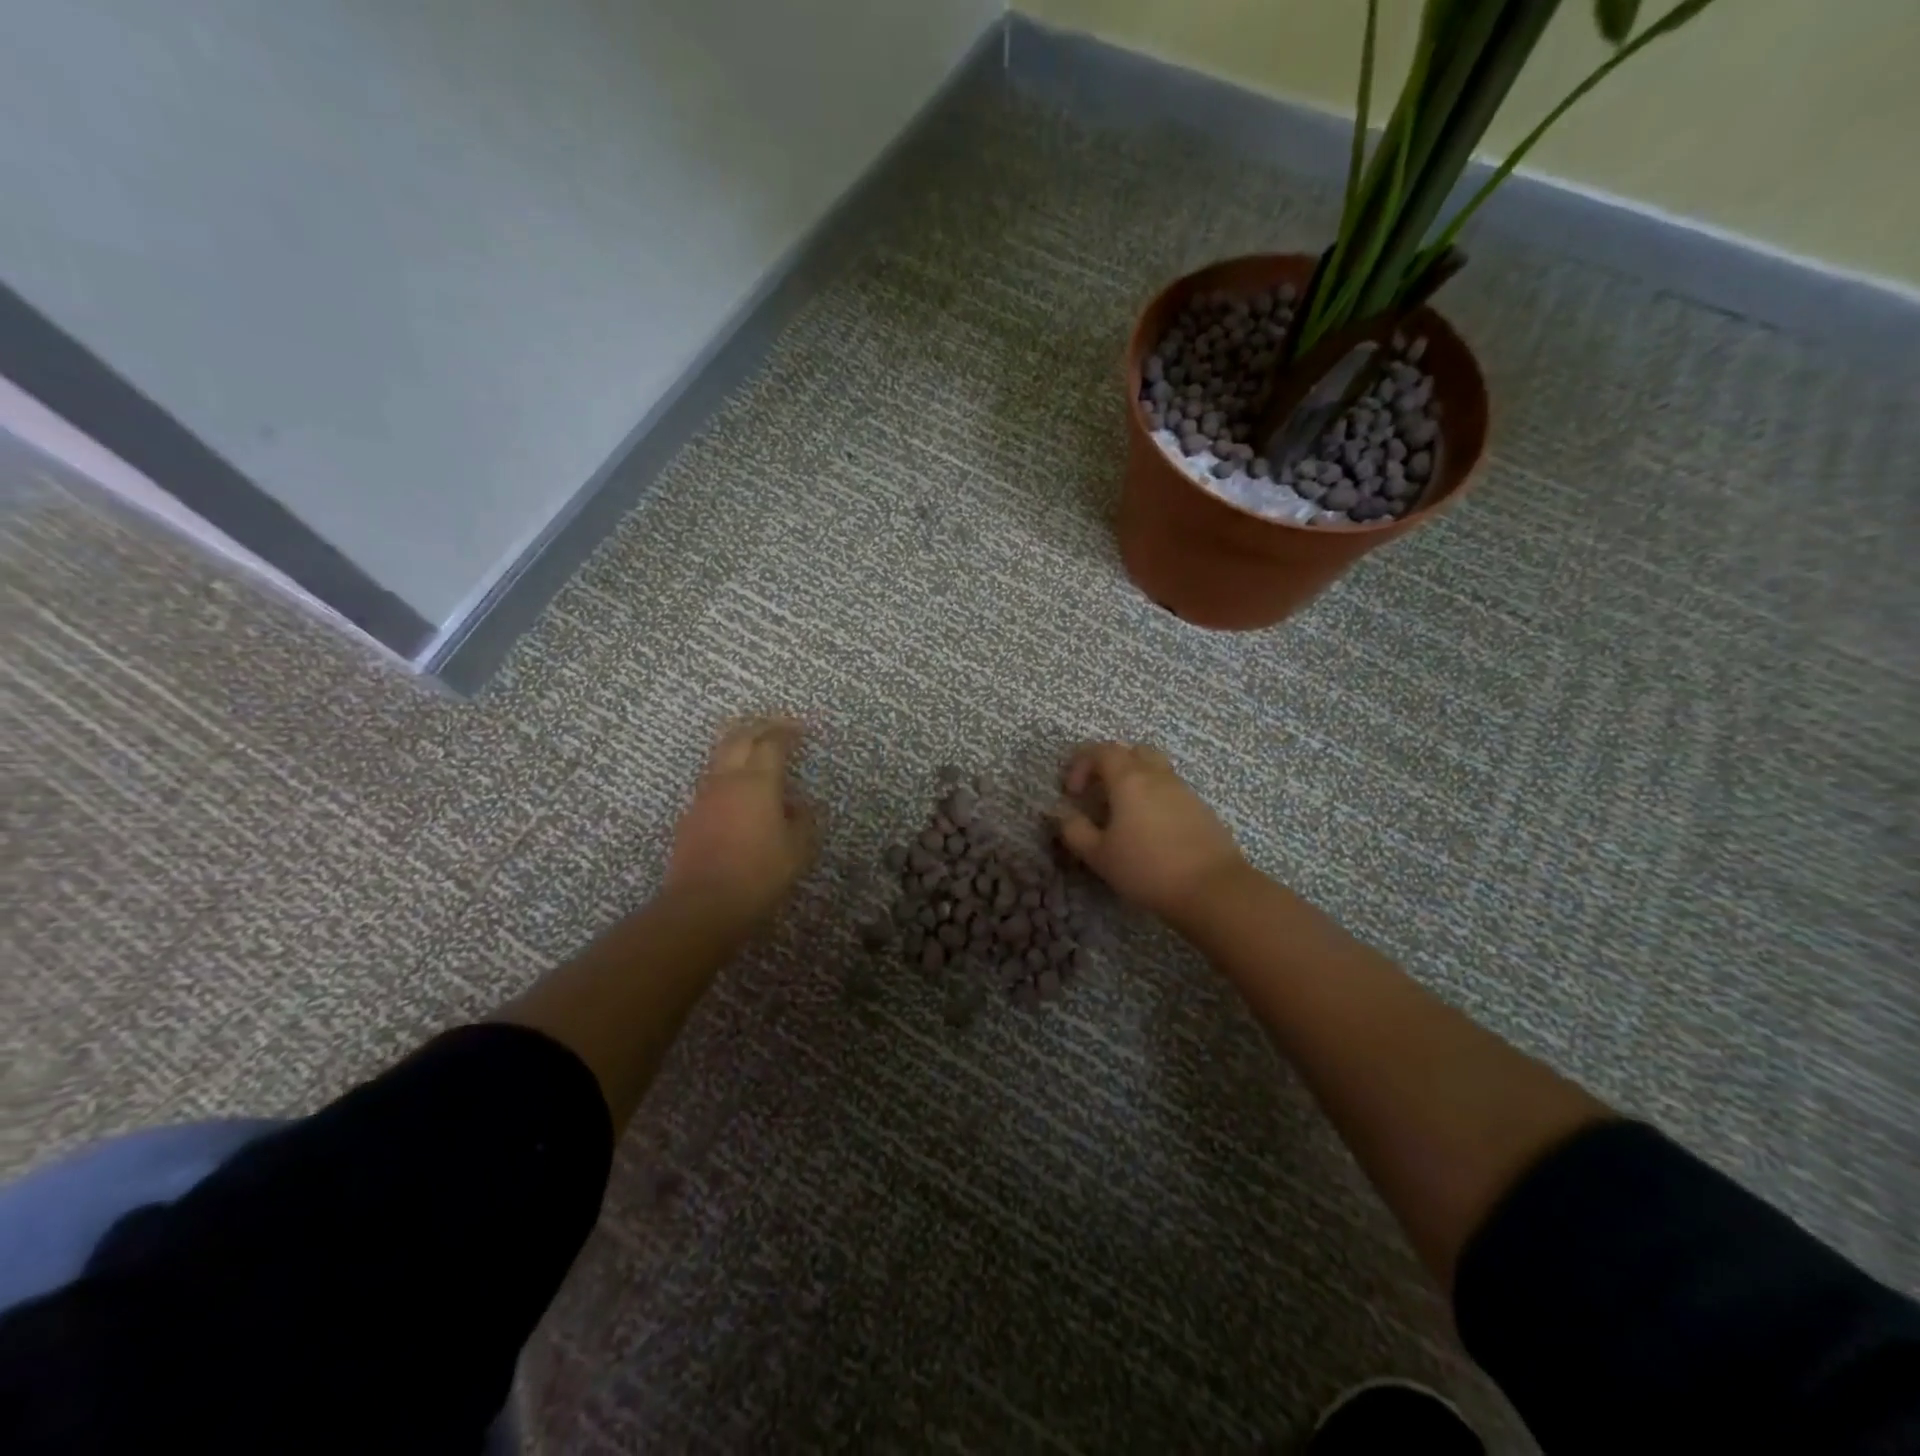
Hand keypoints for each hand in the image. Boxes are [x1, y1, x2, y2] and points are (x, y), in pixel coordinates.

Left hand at [664, 718, 817, 929]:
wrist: (703, 904)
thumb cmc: (759, 874)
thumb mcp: (798, 849)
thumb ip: (804, 819)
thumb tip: (798, 805)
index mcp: (758, 781)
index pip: (773, 742)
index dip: (789, 731)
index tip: (803, 729)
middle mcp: (727, 779)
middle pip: (740, 737)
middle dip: (760, 726)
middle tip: (778, 725)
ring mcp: (704, 795)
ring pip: (720, 755)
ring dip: (740, 744)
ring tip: (756, 748)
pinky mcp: (690, 815)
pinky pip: (712, 779)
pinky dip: (728, 771)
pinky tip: (738, 788)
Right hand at [1053, 742, 1250, 925]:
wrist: (1212, 888)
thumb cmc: (1147, 869)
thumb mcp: (1099, 855)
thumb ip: (1075, 830)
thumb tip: (1062, 813)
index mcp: (1129, 779)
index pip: (1101, 751)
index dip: (1081, 765)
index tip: (1073, 794)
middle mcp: (1157, 775)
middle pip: (1132, 751)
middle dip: (1110, 765)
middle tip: (1099, 793)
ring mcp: (1183, 790)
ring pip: (1155, 768)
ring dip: (1135, 780)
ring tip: (1124, 813)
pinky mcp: (1201, 808)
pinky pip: (1171, 789)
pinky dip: (1155, 797)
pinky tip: (1151, 829)